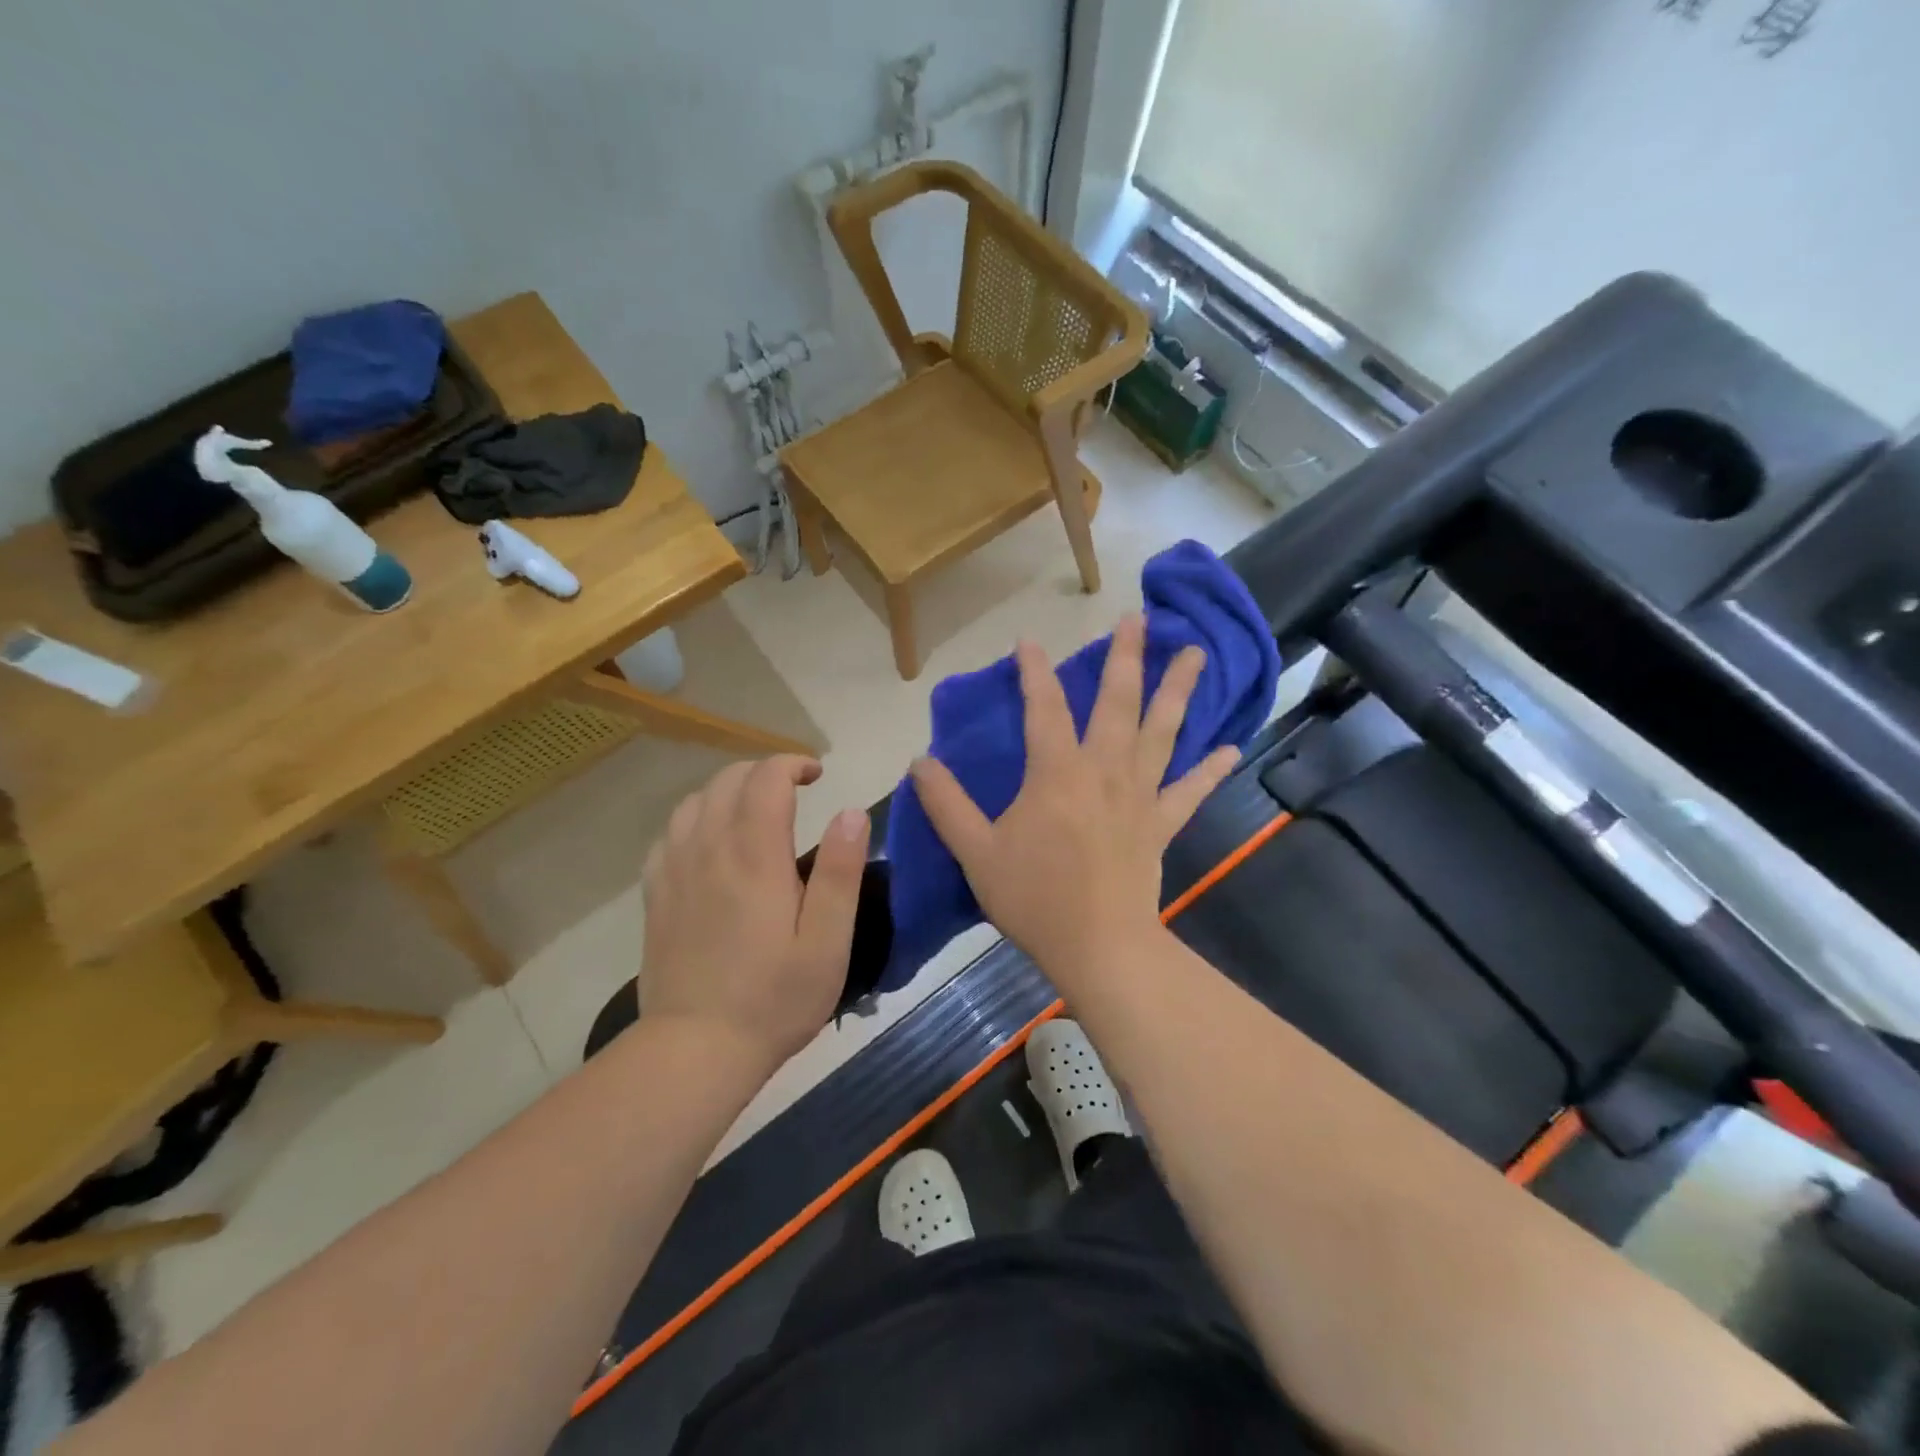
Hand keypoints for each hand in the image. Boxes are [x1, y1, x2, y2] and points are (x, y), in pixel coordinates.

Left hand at [640, 756, 869, 1070]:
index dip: (791, 764)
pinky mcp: (656, 895)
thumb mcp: (828, 942)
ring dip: (729, 791)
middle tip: (794, 791)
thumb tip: (850, 812)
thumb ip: (840, 873)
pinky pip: (670, 834)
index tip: (817, 775)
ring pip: (695, 801)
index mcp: (755, 857)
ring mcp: (675, 871)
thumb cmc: (774, 999)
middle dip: (763, 772)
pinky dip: (696, 819)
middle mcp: (709, 850)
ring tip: (755, 810)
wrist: (696, 1050)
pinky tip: (712, 842)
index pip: (765, 779)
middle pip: (728, 781)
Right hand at [909, 614, 1238, 988]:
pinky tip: (1231, 747)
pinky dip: (1210, 770)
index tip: (1029, 641)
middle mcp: (1103, 770)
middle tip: (1139, 618)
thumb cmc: (1034, 897)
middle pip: (1117, 703)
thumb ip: (946, 804)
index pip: (1043, 707)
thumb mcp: (975, 851)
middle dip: (1126, 657)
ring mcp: (1139, 795)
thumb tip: (919, 761)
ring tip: (1196, 654)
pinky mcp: (1161, 824)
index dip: (1034, 671)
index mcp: (1056, 772)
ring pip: (1162, 732)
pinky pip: (1190, 791)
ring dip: (1178, 691)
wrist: (1097, 946)